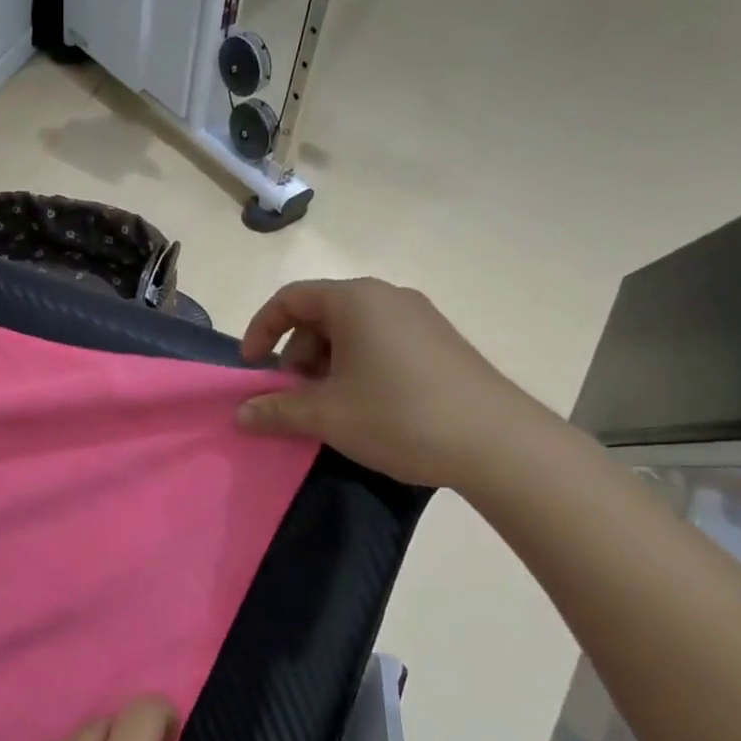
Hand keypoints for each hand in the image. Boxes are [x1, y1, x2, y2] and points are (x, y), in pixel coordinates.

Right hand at [235, 278, 539, 488]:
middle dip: (296, 354)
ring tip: (329, 407)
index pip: (290, 298)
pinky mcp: (440, 342)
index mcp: (355, 300)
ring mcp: (419, 318)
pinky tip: (366, 407)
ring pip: (352, 331)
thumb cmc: (399, 416)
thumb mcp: (327, 416)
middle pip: (321, 314)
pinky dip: (357, 367)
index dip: (261, 330)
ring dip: (326, 365)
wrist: (498, 443)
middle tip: (294, 397)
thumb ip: (276, 410)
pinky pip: (381, 342)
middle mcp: (387, 297)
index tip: (253, 368)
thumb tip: (241, 413)